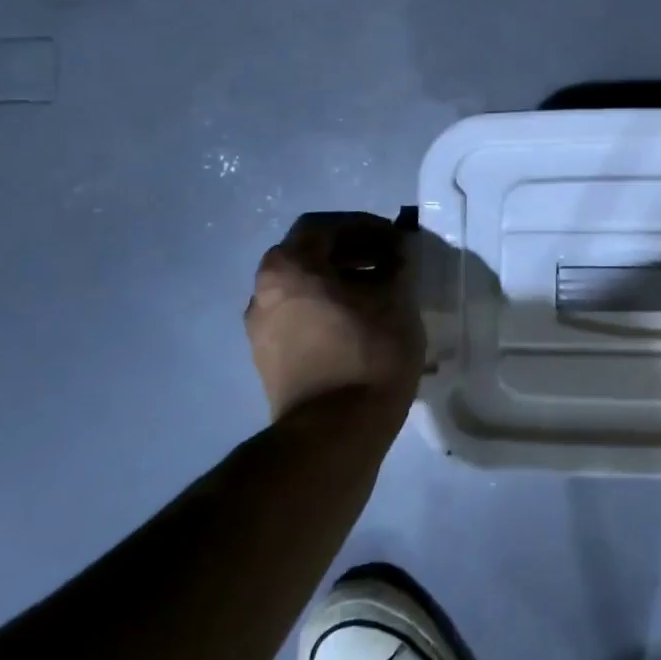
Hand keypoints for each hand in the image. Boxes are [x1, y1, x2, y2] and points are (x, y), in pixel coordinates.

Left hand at [243, 212, 425, 419]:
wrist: (335, 433)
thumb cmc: (369, 352)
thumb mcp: (397, 298)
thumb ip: (398, 262)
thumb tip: (399, 247)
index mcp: (288, 268)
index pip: (324, 226)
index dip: (364, 226)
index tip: (396, 240)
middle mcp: (263, 292)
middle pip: (309, 255)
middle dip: (353, 252)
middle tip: (391, 262)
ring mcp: (261, 329)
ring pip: (305, 288)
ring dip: (341, 281)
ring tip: (381, 294)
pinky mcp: (270, 360)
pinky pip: (301, 317)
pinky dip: (329, 309)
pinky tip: (363, 324)